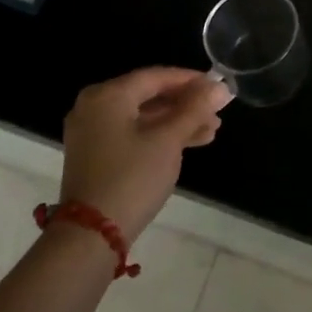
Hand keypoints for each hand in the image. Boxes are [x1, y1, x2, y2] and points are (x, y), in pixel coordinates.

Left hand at [58, 67, 230, 239]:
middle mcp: (95, 106)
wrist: (91, 235)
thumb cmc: (132, 178)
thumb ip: (195, 109)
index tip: (218, 87)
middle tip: (217, 112)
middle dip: (186, 104)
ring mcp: (92, 132)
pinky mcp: (95, 154)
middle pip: (149, 95)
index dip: (190, 80)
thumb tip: (220, 87)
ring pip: (143, 117)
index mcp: (108, 95)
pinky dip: (158, 136)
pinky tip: (189, 143)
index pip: (155, 76)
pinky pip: (132, 133)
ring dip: (177, 122)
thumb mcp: (168, 140)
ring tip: (211, 131)